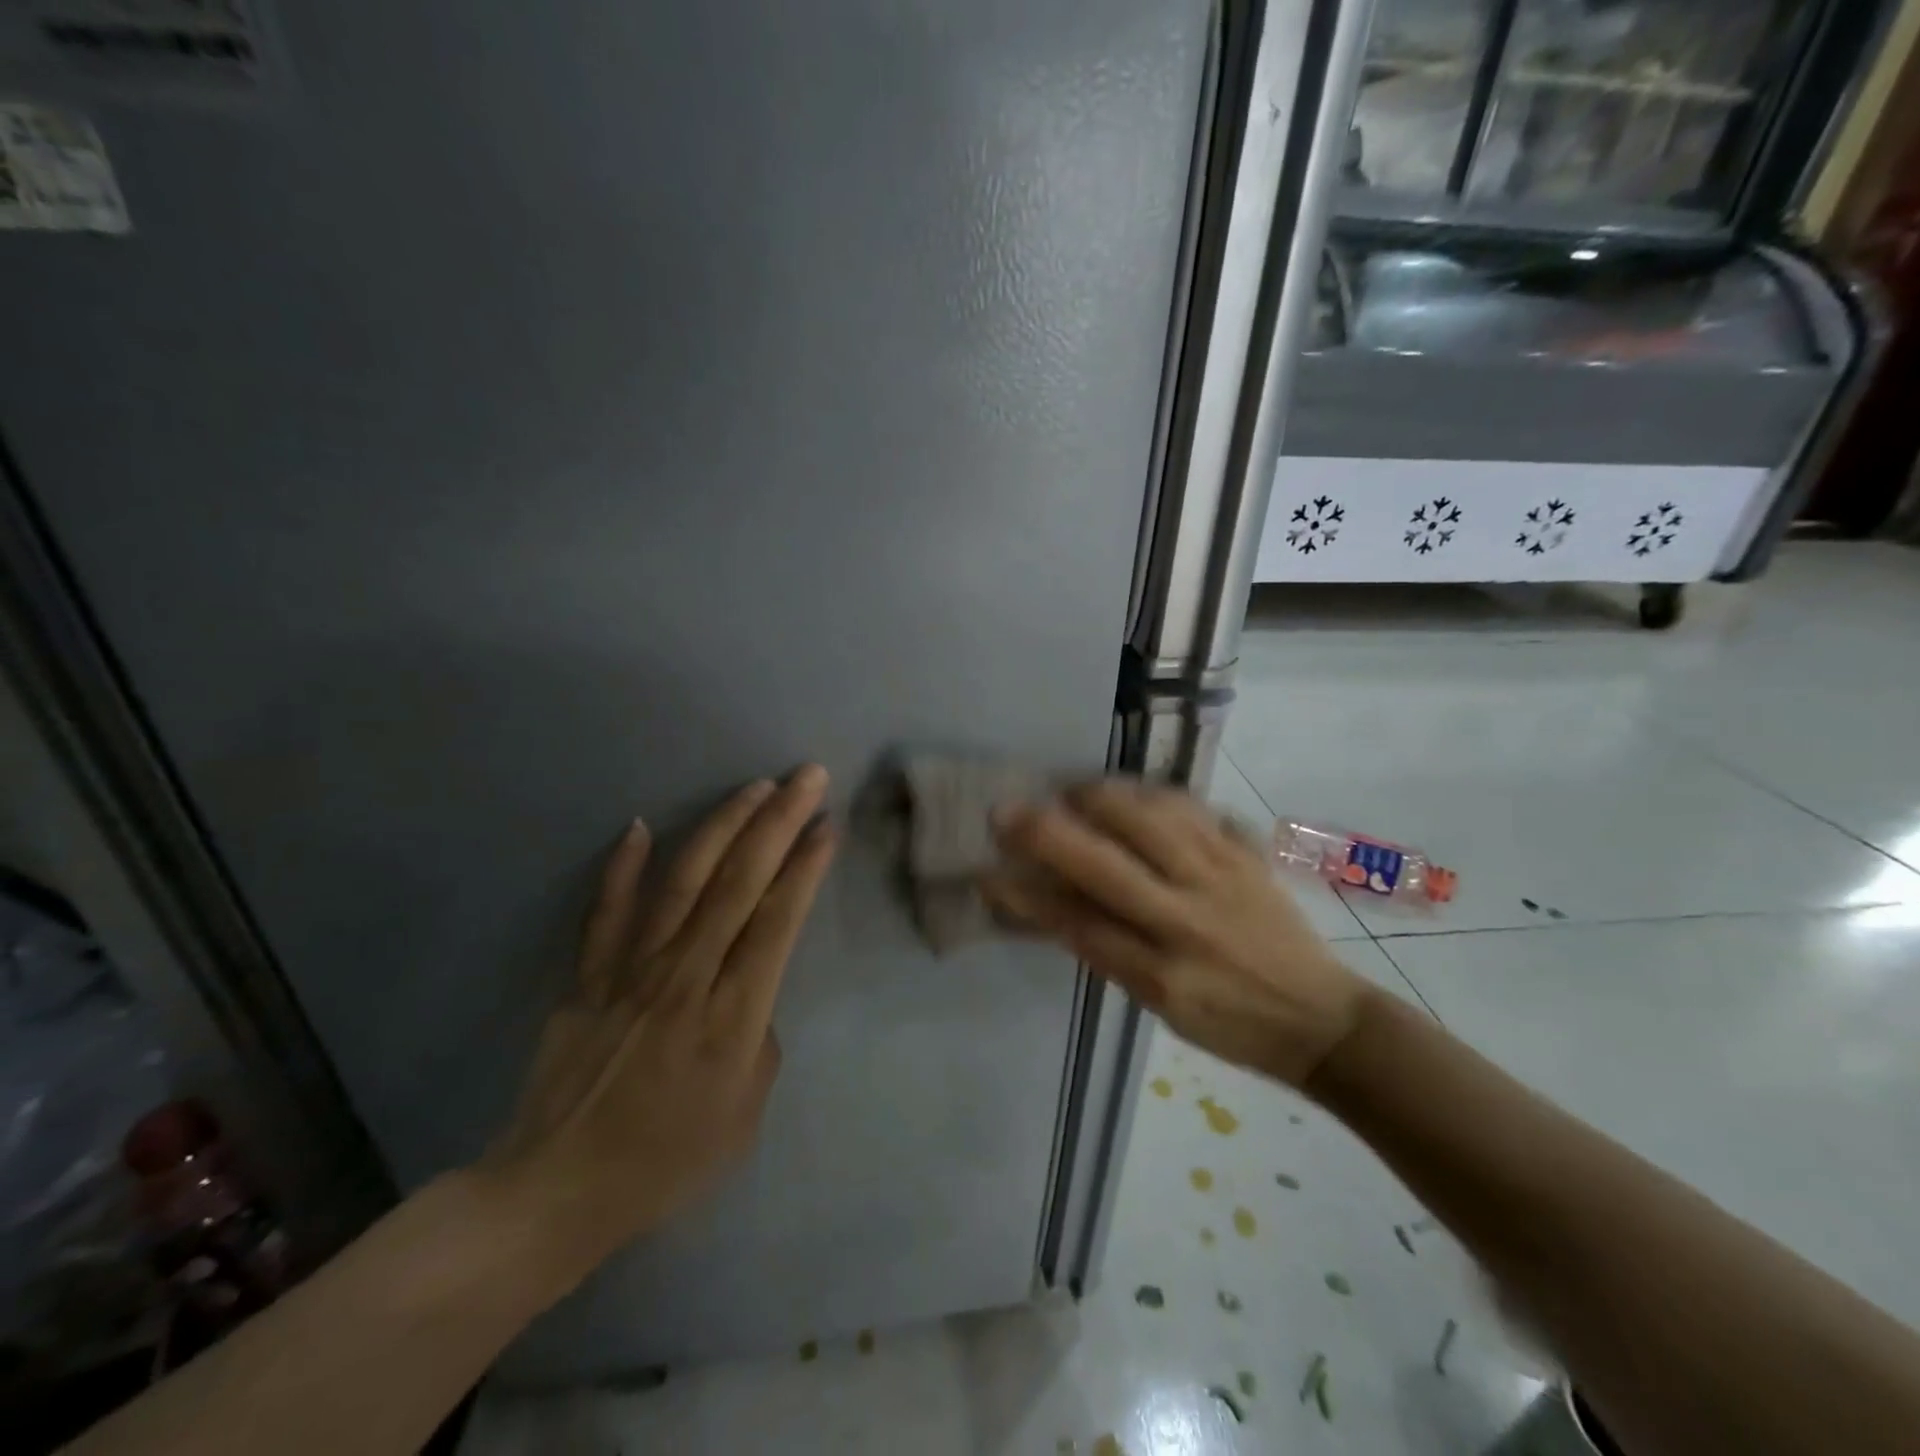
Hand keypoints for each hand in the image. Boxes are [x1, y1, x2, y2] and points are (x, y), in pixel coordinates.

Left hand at [479, 767, 835, 1281]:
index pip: (777, 921)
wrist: (558, 1191)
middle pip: (738, 884)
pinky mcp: (588, 977)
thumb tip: (750, 985)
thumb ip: (759, 1035)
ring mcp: (631, 972)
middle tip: (806, 777)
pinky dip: (623, 867)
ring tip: (753, 787)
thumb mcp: (746, 1112)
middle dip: (778, 823)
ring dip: (721, 827)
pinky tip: (640, 825)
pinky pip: (606, 912)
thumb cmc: (667, 1160)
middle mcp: (685, 978)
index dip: (804, 868)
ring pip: (682, 881)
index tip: (826, 825)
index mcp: (732, 1016)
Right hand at [982, 780, 1365, 1086]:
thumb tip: (1052, 908)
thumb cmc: (1232, 1025)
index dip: (1025, 898)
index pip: (1078, 926)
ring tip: (1071, 789)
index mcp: (1165, 972)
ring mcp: (1224, 878)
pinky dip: (1158, 794)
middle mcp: (1190, 919)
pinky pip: (1198, 810)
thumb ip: (1108, 953)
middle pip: (1107, 866)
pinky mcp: (1249, 855)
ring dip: (1102, 798)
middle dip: (1048, 834)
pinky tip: (1136, 792)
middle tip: (1007, 811)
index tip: (986, 874)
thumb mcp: (1161, 1006)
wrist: (1322, 1019)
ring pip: (1154, 821)